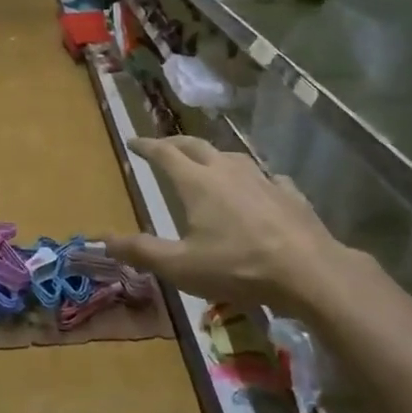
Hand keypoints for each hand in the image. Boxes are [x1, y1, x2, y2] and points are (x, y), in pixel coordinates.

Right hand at [106, 136, 365, 309]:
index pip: (164, 153)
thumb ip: (142, 251)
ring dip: (212, 156)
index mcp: (197, 182)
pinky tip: (258, 189)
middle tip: (163, 146)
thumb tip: (103, 239)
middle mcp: (227, 170)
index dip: (146, 145)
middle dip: (175, 143)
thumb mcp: (181, 267)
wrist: (308, 271)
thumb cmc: (238, 267)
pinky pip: (265, 177)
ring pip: (230, 156)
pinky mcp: (289, 192)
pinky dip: (252, 179)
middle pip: (195, 145)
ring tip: (206, 164)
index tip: (133, 141)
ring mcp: (261, 178)